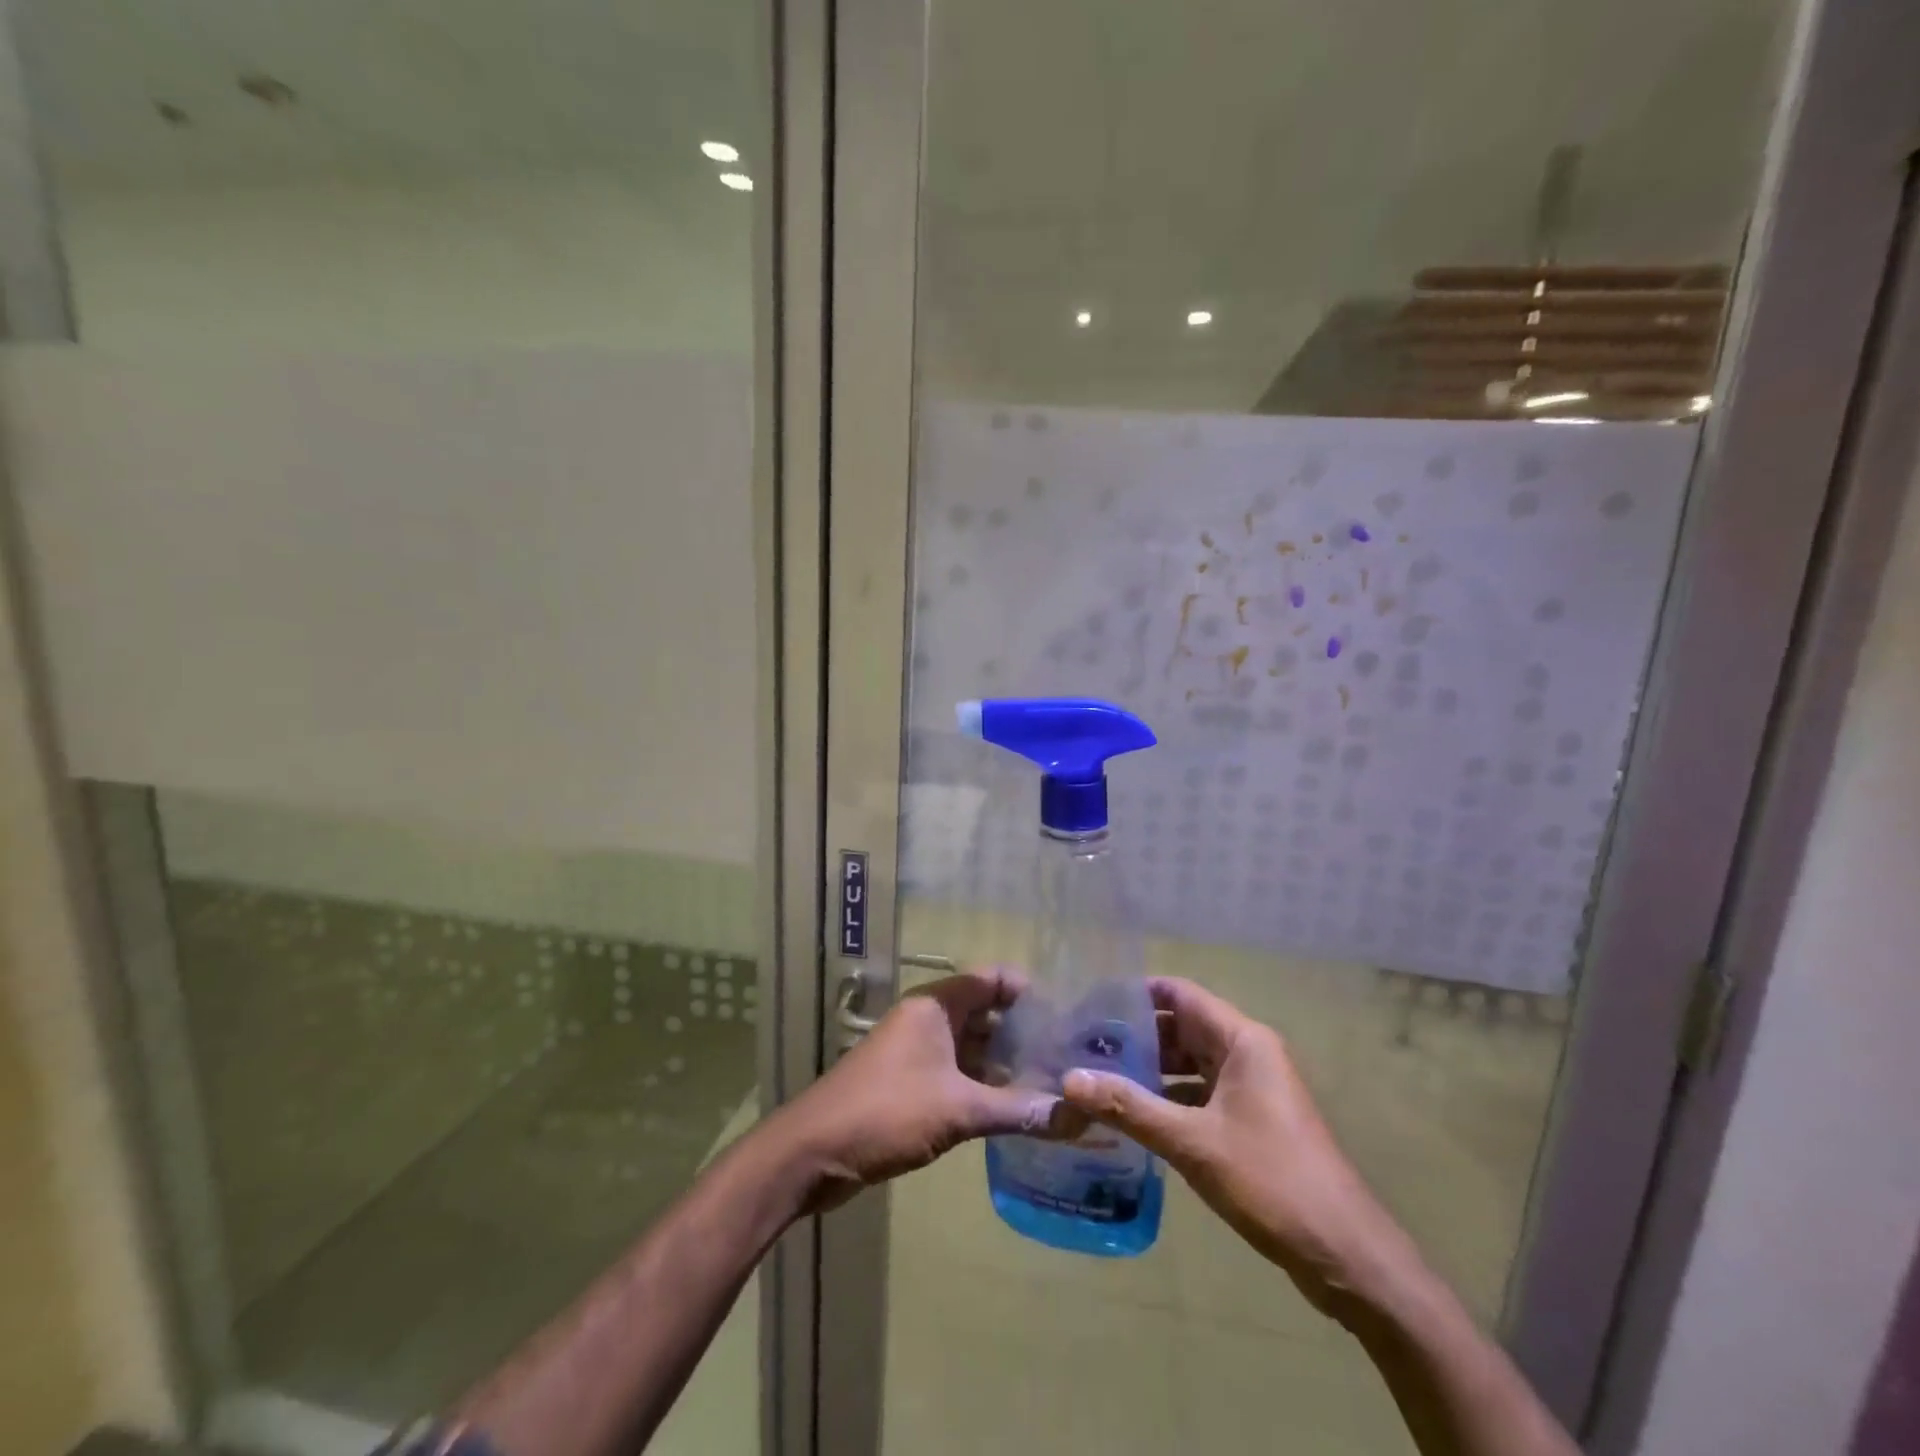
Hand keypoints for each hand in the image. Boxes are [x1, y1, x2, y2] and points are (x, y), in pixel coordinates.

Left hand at [782, 967, 1069, 1212]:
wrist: (813, 1151)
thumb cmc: (887, 1111)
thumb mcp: (958, 1109)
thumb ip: (1016, 1110)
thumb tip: (1074, 1116)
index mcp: (937, 1005)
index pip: (992, 979)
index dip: (1029, 991)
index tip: (1067, 1015)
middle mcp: (929, 1020)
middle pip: (986, 1013)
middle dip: (1025, 1033)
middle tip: (1069, 1057)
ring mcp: (918, 1052)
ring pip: (974, 1047)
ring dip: (1007, 1064)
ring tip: (1053, 1084)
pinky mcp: (912, 1084)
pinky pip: (959, 1075)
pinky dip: (985, 1086)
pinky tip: (1016, 1110)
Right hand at [1062, 977, 1408, 1314]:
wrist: (1346, 1255)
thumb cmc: (1271, 1180)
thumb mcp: (1192, 1142)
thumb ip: (1130, 1107)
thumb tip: (1069, 1080)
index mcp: (1242, 1040)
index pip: (1179, 993)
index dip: (1135, 993)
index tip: (1090, 1005)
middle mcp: (1248, 1053)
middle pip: (1182, 1027)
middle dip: (1135, 1036)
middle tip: (1083, 1047)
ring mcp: (1252, 1089)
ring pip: (1190, 1064)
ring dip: (1149, 1071)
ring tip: (1098, 1080)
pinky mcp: (1252, 1121)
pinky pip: (1201, 1094)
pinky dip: (1169, 1099)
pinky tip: (1134, 1119)